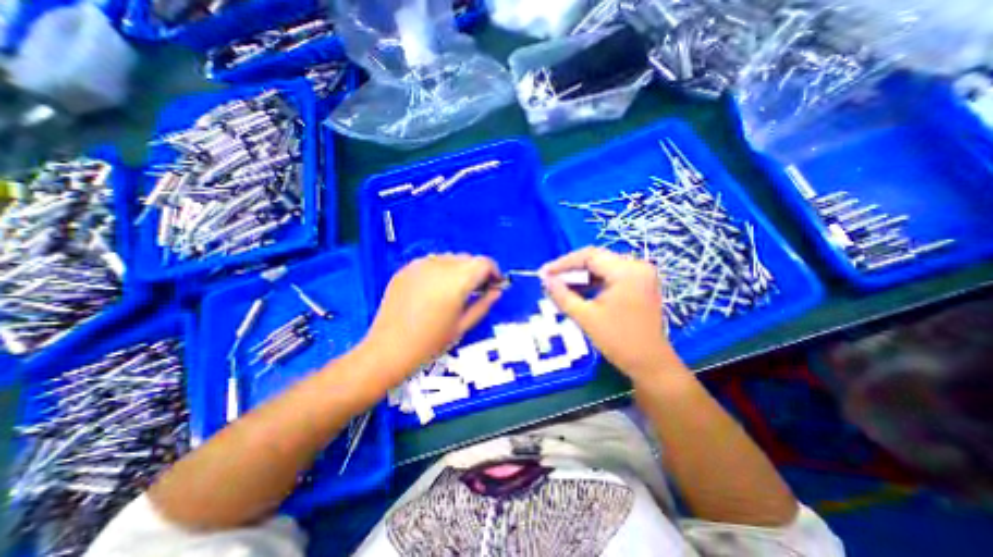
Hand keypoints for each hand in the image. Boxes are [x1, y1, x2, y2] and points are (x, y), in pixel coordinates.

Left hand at [359, 255, 503, 383]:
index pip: (484, 263)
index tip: (495, 285)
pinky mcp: (406, 269)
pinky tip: (435, 289)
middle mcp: (440, 265)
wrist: (389, 349)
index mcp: (457, 280)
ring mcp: (420, 265)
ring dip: (459, 269)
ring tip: (455, 290)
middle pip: (468, 259)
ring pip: (450, 258)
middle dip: (477, 271)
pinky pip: (431, 262)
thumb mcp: (463, 325)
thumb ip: (484, 304)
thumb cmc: (431, 342)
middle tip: (477, 290)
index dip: (494, 272)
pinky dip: (440, 270)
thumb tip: (497, 291)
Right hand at [542, 247, 674, 382]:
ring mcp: (640, 275)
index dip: (563, 263)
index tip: (543, 273)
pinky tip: (577, 291)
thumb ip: (562, 295)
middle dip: (570, 269)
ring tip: (559, 286)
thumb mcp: (585, 317)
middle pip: (596, 259)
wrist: (650, 365)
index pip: (589, 256)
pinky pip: (610, 276)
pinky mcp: (639, 284)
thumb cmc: (618, 341)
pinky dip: (592, 282)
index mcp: (627, 271)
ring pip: (602, 267)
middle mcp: (637, 266)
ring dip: (580, 276)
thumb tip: (545, 279)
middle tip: (549, 279)